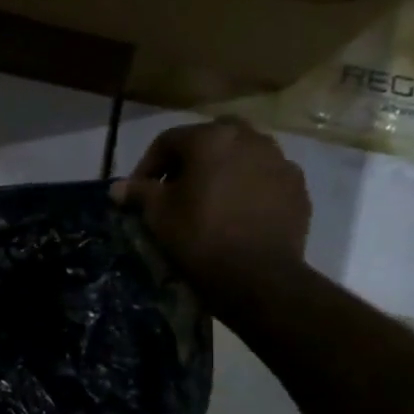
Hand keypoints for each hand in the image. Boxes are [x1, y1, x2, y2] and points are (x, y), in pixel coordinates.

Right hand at [112, 118, 310, 295]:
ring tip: (209, 203)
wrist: (258, 276)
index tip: (138, 193)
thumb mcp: (158, 215)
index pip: (168, 141)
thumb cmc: (199, 236)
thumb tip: (117, 187)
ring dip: (222, 172)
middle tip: (175, 191)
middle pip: (210, 142)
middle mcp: (250, 138)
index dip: (147, 165)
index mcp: (211, 138)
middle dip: (189, 163)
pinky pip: (264, 179)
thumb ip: (138, 193)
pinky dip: (248, 189)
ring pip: (242, 157)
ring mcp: (280, 161)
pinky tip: (237, 215)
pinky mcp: (297, 188)